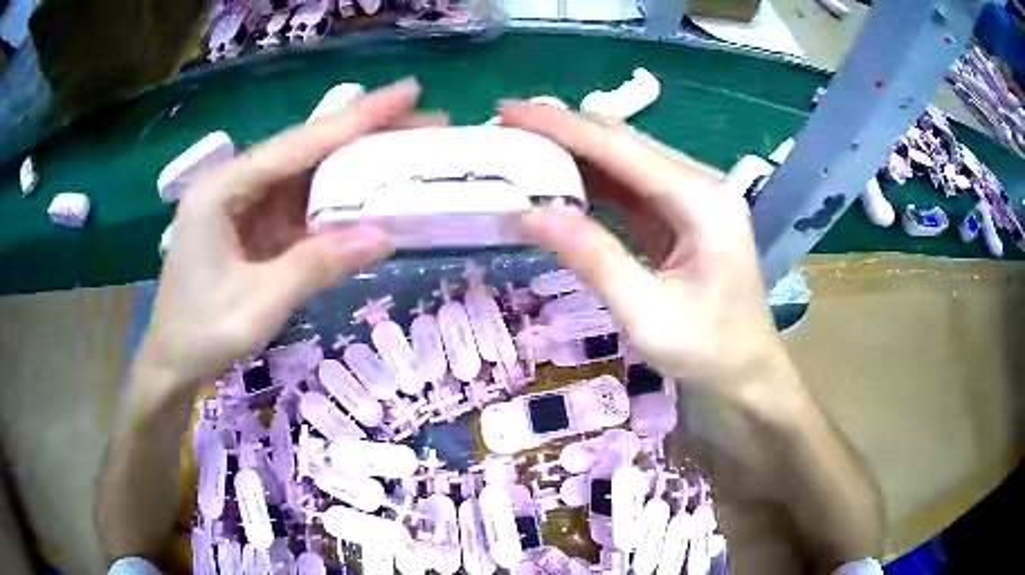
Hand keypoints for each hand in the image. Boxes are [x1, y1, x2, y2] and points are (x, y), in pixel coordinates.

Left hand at [139, 79, 441, 387]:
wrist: (172, 361)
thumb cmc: (202, 332)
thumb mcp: (259, 303)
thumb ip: (317, 265)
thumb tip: (385, 236)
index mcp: (222, 189)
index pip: (298, 144)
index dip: (356, 118)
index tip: (408, 91)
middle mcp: (234, 184)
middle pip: (306, 151)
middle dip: (364, 136)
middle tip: (423, 122)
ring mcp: (244, 205)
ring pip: (307, 176)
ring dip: (355, 169)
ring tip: (407, 153)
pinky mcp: (254, 226)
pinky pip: (300, 207)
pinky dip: (336, 205)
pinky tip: (369, 197)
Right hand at [500, 102, 789, 399]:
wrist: (746, 369)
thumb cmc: (706, 350)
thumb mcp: (645, 314)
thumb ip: (592, 257)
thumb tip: (528, 212)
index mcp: (702, 202)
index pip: (621, 148)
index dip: (560, 126)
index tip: (508, 110)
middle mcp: (701, 183)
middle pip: (623, 141)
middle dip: (561, 131)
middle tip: (505, 130)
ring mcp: (694, 194)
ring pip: (624, 156)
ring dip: (573, 152)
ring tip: (521, 151)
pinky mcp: (682, 210)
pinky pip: (630, 182)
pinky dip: (591, 178)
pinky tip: (557, 181)